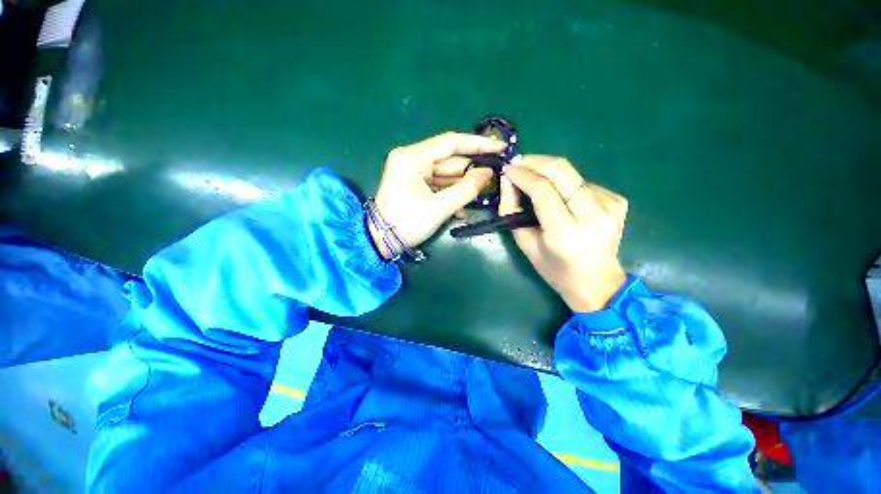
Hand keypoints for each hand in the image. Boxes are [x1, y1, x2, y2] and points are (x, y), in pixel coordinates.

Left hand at [370, 132, 505, 258]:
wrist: (380, 242)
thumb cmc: (407, 223)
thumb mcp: (439, 207)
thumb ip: (466, 189)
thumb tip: (488, 173)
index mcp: (413, 157)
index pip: (451, 142)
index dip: (477, 144)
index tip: (498, 147)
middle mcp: (412, 159)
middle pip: (449, 160)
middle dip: (471, 170)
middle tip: (495, 177)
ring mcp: (412, 172)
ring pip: (445, 174)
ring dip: (462, 186)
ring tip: (483, 195)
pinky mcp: (414, 184)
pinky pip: (438, 184)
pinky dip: (451, 193)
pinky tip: (463, 208)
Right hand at [500, 155, 628, 312]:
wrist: (597, 283)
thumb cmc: (554, 270)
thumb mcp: (525, 244)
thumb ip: (512, 211)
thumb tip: (508, 180)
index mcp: (565, 231)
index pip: (542, 189)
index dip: (522, 174)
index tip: (507, 168)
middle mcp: (593, 214)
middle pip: (561, 170)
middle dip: (535, 161)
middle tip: (517, 161)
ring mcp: (610, 205)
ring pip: (571, 174)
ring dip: (548, 171)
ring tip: (532, 177)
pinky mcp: (617, 200)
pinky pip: (583, 183)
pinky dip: (565, 184)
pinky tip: (559, 195)